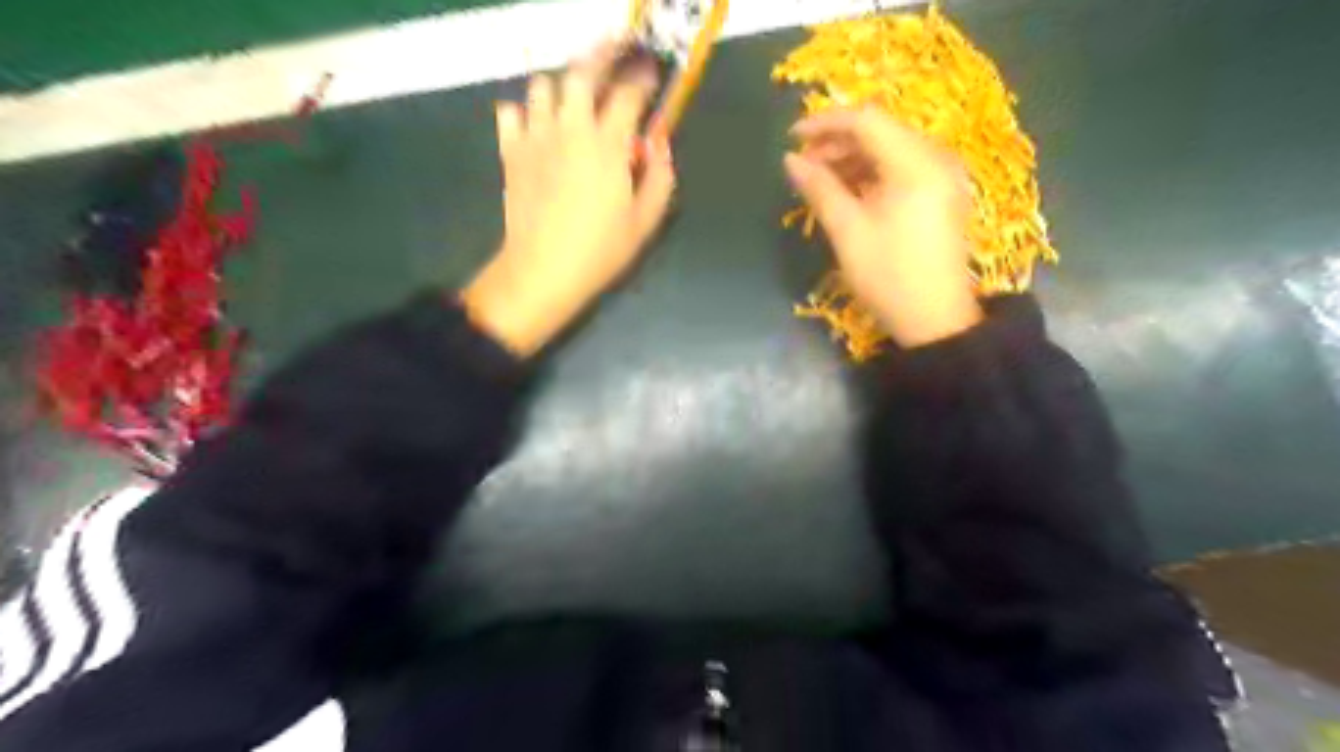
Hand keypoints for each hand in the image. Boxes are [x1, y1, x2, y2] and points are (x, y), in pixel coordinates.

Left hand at [465, 42, 675, 357]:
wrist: (542, 271)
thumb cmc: (600, 250)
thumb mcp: (645, 221)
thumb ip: (660, 177)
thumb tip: (660, 144)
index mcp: (607, 145)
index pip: (628, 93)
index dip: (643, 77)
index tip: (652, 73)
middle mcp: (570, 129)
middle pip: (581, 72)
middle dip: (602, 55)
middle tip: (615, 50)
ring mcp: (535, 137)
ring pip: (543, 85)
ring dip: (562, 85)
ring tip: (574, 96)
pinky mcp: (511, 152)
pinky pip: (510, 112)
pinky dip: (524, 111)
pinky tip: (537, 126)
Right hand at [787, 109, 979, 348]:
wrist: (935, 320)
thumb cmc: (888, 276)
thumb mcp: (848, 232)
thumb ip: (819, 189)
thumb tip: (791, 160)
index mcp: (915, 164)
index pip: (866, 121)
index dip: (825, 123)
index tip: (792, 138)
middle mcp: (935, 159)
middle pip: (881, 131)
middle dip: (837, 142)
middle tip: (804, 165)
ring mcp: (942, 176)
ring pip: (890, 149)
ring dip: (853, 158)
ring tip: (819, 180)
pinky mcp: (940, 194)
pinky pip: (902, 168)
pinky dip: (871, 173)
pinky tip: (847, 191)